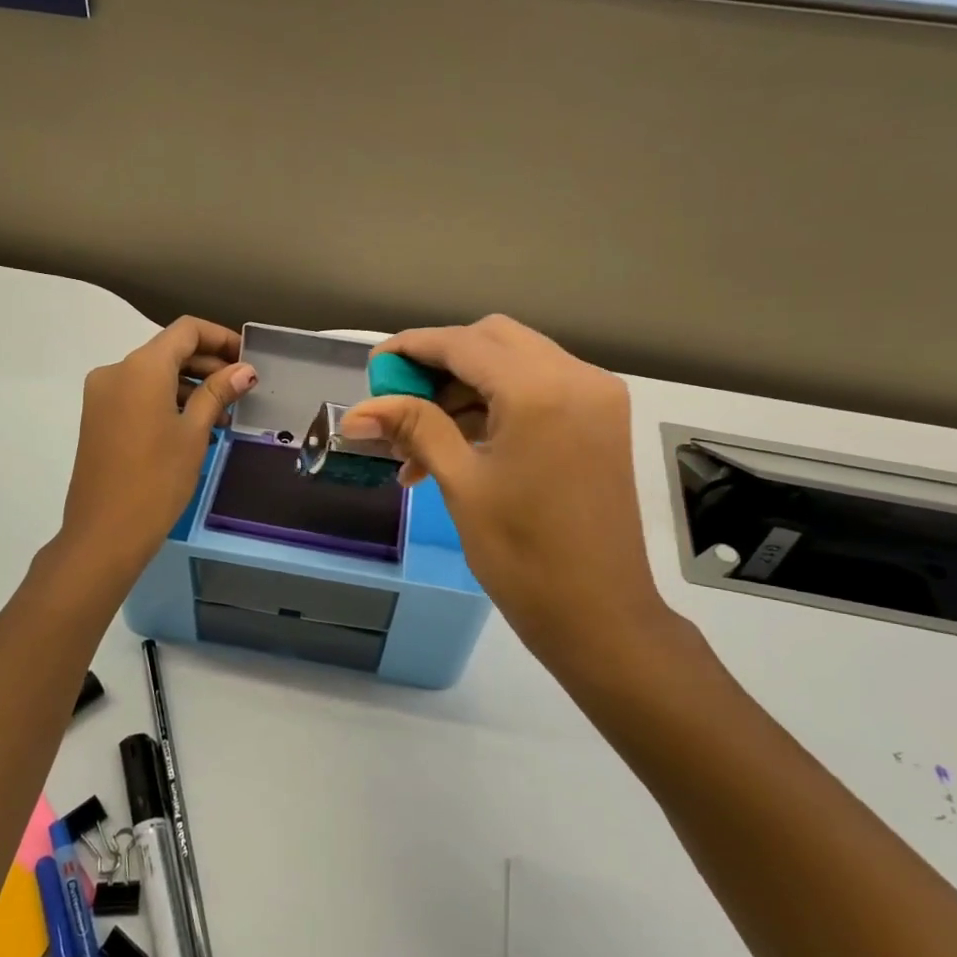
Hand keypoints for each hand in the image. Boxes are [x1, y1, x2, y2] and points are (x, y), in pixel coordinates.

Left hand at [58, 317, 255, 579]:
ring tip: (223, 417)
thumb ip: (218, 393)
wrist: (104, 533)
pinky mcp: (98, 418)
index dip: (220, 338)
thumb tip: (245, 370)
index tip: (247, 359)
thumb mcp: (194, 433)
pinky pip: (138, 395)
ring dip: (189, 387)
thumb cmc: (157, 480)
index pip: (186, 330)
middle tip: (241, 391)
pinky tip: (194, 428)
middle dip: (207, 365)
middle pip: (168, 351)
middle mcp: (116, 371)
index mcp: (141, 367)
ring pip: (153, 375)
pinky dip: (167, 401)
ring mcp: (102, 395)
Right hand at [342, 316, 696, 686]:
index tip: (373, 366)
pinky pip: (537, 389)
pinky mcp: (600, 420)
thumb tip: (355, 412)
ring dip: (464, 390)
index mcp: (539, 390)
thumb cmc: (523, 556)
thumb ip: (414, 428)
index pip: (462, 343)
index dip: (412, 348)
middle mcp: (576, 376)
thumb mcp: (461, 484)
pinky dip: (495, 405)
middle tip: (398, 401)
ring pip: (514, 363)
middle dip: (439, 364)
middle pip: (491, 340)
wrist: (600, 616)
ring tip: (417, 442)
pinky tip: (455, 445)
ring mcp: (595, 397)